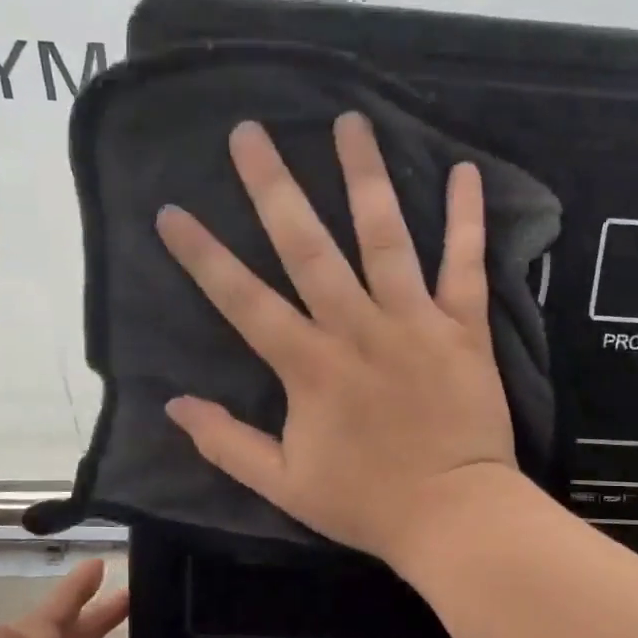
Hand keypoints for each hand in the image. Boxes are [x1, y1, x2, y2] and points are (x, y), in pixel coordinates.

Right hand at [155, 113, 517, 564]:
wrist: (454, 516)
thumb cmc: (367, 503)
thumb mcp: (283, 484)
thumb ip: (227, 444)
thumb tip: (174, 405)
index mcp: (309, 366)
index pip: (243, 300)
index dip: (203, 256)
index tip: (172, 211)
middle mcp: (357, 328)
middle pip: (307, 247)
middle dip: (274, 187)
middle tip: (250, 132)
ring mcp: (414, 322)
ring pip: (385, 237)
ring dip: (364, 176)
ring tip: (349, 121)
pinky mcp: (464, 327)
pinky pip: (466, 264)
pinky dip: (466, 218)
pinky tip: (462, 170)